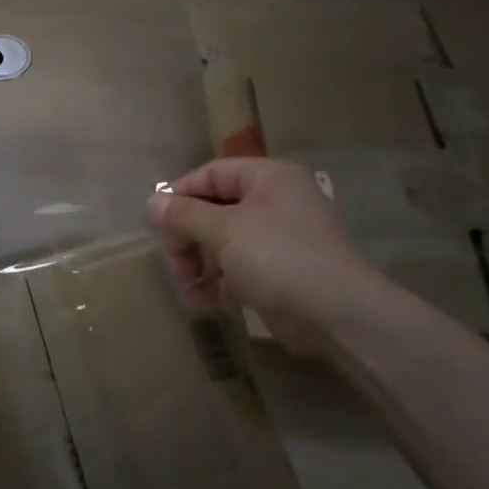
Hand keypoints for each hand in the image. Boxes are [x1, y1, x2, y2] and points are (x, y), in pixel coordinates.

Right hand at [147, 158, 381, 344]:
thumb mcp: (224, 230)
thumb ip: (184, 214)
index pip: (212, 173)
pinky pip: (238, 268)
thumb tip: (152, 202)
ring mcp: (278, 239)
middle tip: (174, 262)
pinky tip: (201, 300)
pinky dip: (218, 281)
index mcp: (268, 178)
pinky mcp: (279, 273)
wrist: (337, 314)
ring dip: (198, 262)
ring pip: (223, 241)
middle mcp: (274, 202)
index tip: (157, 222)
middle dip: (188, 236)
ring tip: (186, 286)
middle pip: (215, 209)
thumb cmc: (278, 257)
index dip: (180, 194)